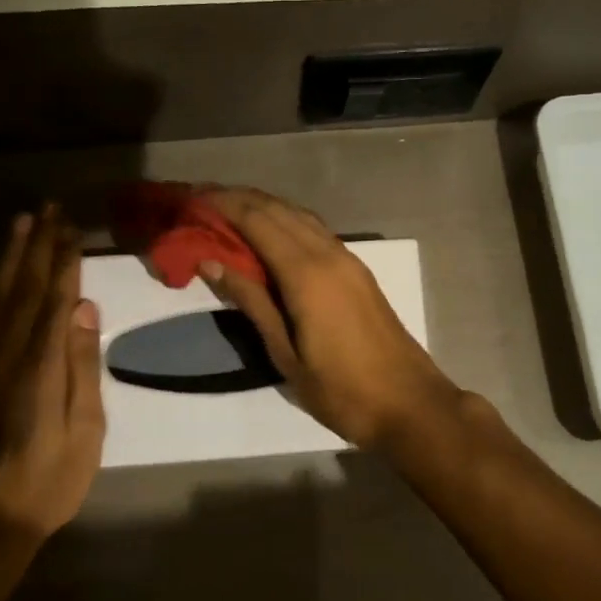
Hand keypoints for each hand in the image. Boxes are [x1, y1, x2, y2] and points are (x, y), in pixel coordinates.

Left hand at [0, 207, 105, 547]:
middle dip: (38, 245)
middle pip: (23, 287)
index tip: (73, 226)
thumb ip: (81, 367)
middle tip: (49, 208)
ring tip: (22, 223)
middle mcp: (4, 353)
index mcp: (39, 365)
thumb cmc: (46, 482)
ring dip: (10, 257)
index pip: (55, 298)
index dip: (65, 259)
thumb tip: (83, 309)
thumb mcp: (84, 432)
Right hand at [198, 188, 466, 448]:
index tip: (192, 198)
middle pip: (278, 210)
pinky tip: (269, 234)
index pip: (257, 221)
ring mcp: (347, 259)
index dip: (224, 205)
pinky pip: (315, 231)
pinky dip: (286, 222)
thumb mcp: (285, 353)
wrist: (408, 402)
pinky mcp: (357, 270)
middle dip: (239, 199)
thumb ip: (251, 302)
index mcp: (306, 273)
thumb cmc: (341, 389)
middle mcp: (328, 253)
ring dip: (264, 207)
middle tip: (202, 199)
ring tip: (227, 211)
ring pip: (299, 216)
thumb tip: (212, 262)